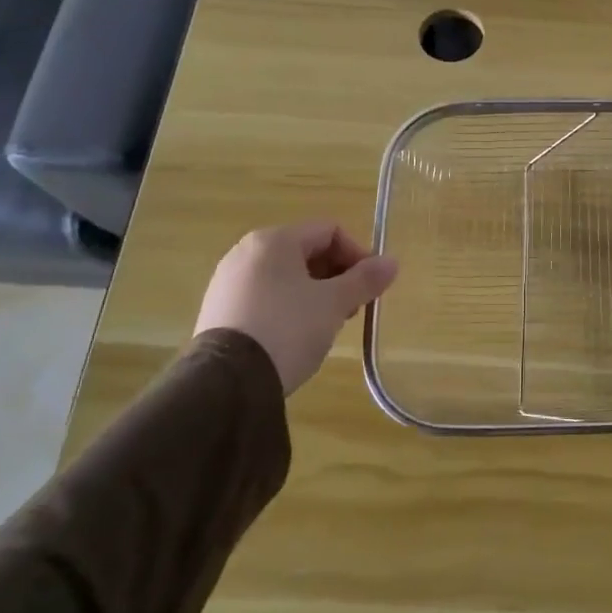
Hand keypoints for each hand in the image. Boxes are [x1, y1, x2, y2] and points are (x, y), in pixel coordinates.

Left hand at [195, 222, 397, 394]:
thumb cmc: (288, 328)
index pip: (330, 231)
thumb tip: (392, 262)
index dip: (358, 255)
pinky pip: (265, 297)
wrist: (228, 381)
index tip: (370, 286)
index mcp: (274, 240)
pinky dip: (288, 308)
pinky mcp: (218, 310)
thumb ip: (365, 279)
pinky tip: (295, 336)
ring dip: (315, 294)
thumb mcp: (334, 303)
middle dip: (337, 277)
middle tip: (351, 309)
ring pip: (286, 277)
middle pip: (307, 252)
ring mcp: (228, 281)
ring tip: (326, 325)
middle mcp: (246, 252)